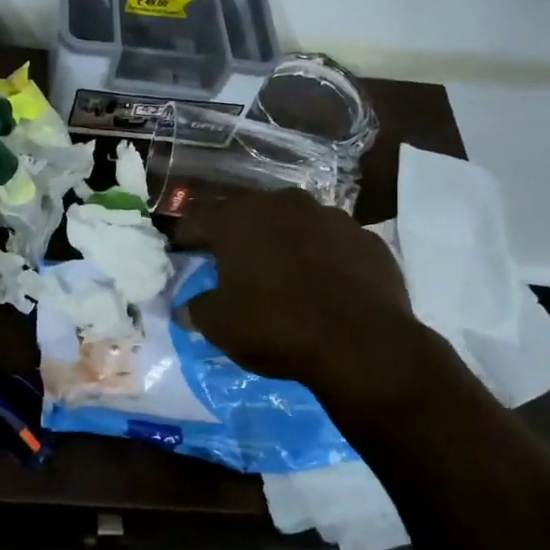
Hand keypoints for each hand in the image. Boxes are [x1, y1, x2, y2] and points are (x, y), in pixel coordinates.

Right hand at [178, 189, 459, 432]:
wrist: (362, 344)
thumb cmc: (276, 326)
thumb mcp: (220, 326)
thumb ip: (197, 309)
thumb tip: (186, 308)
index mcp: (239, 218)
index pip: (198, 221)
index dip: (186, 240)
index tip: (181, 256)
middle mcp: (284, 205)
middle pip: (248, 216)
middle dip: (237, 238)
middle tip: (230, 266)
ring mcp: (332, 217)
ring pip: (294, 226)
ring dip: (283, 245)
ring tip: (281, 277)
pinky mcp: (368, 240)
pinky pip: (333, 245)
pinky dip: (322, 259)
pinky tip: (323, 288)